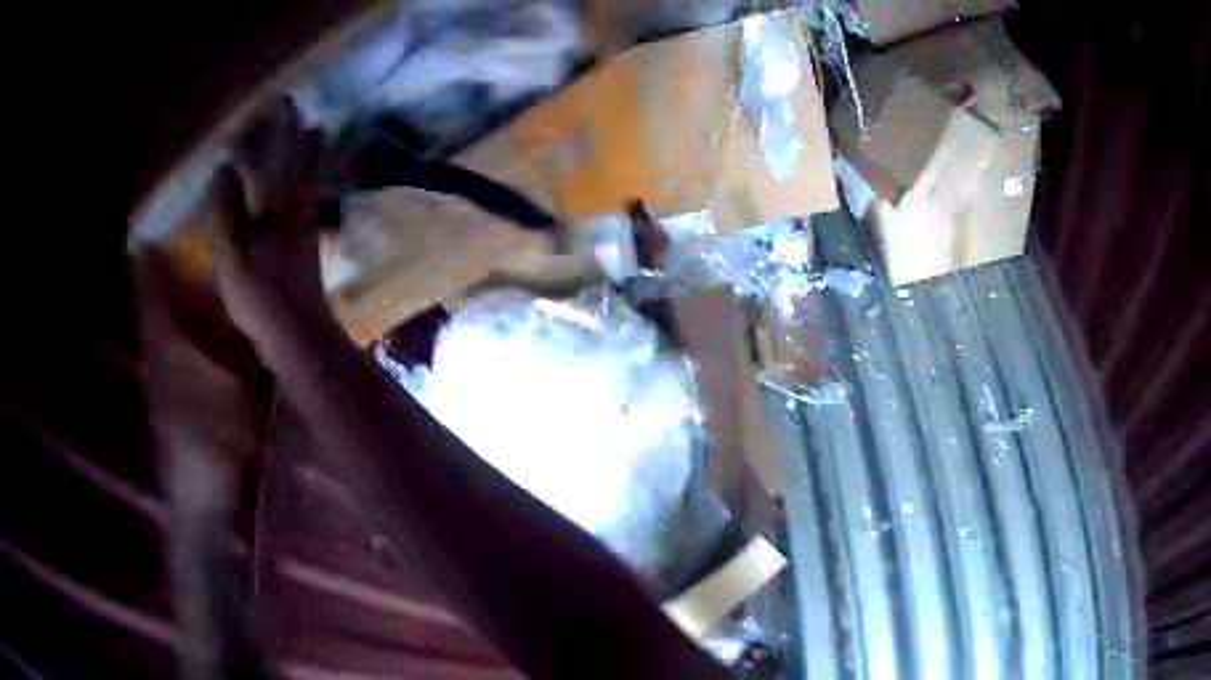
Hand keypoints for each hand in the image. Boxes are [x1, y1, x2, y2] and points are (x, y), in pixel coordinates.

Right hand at [210, 100, 327, 340]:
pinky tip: (282, 198)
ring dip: (294, 161)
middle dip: (297, 137)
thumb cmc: (262, 294)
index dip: (288, 123)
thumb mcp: (233, 251)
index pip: (291, 150)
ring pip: (302, 182)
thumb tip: (224, 166)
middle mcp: (302, 209)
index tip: (287, 98)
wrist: (300, 339)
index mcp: (287, 202)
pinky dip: (289, 189)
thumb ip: (227, 207)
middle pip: (303, 163)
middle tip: (290, 117)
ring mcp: (306, 230)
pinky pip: (297, 205)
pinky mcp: (304, 250)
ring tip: (286, 147)